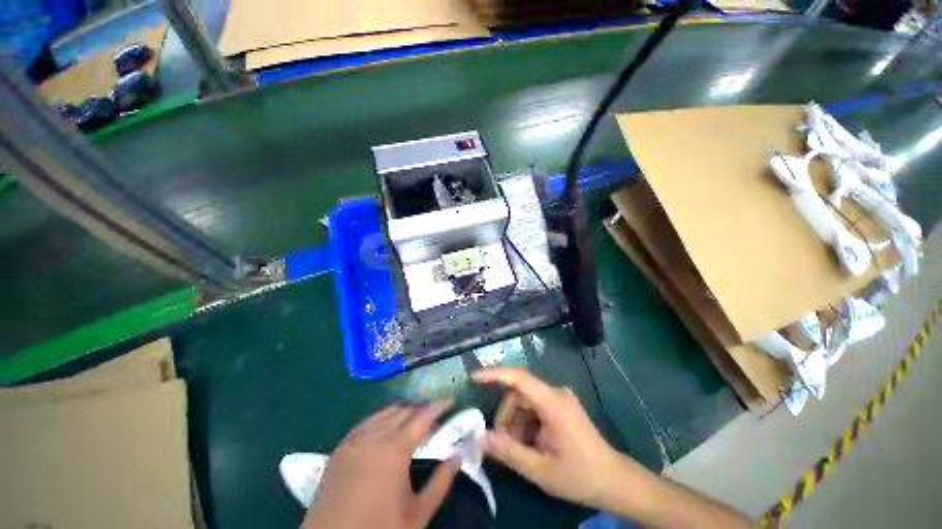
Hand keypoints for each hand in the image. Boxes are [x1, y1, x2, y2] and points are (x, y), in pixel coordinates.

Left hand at [301, 402, 459, 528]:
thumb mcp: (417, 514)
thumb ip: (441, 482)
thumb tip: (458, 456)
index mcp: (394, 450)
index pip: (422, 416)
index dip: (438, 406)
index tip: (450, 401)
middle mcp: (374, 436)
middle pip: (404, 411)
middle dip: (422, 411)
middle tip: (434, 423)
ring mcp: (354, 440)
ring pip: (385, 413)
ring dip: (403, 413)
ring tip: (413, 426)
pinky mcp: (340, 447)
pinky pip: (367, 422)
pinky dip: (383, 419)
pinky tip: (386, 432)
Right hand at [473, 368, 624, 507]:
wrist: (615, 482)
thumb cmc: (580, 476)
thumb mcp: (540, 470)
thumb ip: (508, 452)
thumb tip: (480, 437)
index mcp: (553, 403)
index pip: (519, 378)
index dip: (495, 374)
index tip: (474, 377)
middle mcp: (556, 393)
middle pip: (519, 395)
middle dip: (506, 418)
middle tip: (502, 445)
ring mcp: (559, 399)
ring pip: (524, 403)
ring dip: (516, 424)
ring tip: (519, 451)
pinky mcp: (561, 406)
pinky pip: (534, 409)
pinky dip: (526, 425)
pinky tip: (530, 446)